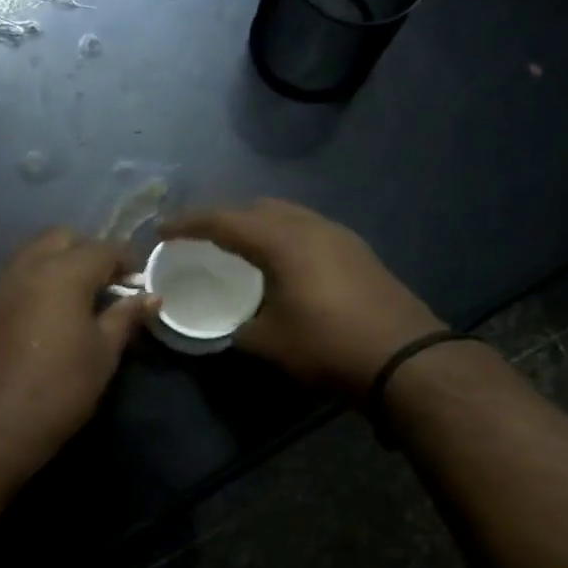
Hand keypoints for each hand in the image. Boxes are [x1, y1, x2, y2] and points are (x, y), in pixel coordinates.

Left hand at [0, 229, 153, 517]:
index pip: (102, 249)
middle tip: (105, 283)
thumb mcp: (103, 353)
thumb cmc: (61, 388)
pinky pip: (12, 278)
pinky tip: (43, 313)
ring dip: (56, 262)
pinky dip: (33, 282)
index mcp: (63, 273)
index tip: (139, 280)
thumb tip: (150, 297)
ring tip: (74, 297)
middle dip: (87, 251)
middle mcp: (26, 267)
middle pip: (61, 238)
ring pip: (31, 254)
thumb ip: (125, 317)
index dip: (126, 260)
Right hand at [162, 199, 443, 394]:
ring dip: (257, 225)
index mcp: (282, 241)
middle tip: (200, 238)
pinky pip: (308, 230)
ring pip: (287, 216)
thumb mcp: (269, 343)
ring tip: (238, 247)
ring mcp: (339, 236)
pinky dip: (283, 237)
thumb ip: (238, 328)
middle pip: (258, 208)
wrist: (404, 359)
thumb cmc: (327, 346)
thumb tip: (230, 327)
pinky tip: (280, 263)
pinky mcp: (357, 252)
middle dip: (224, 218)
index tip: (162, 230)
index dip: (188, 223)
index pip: (224, 221)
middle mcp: (310, 227)